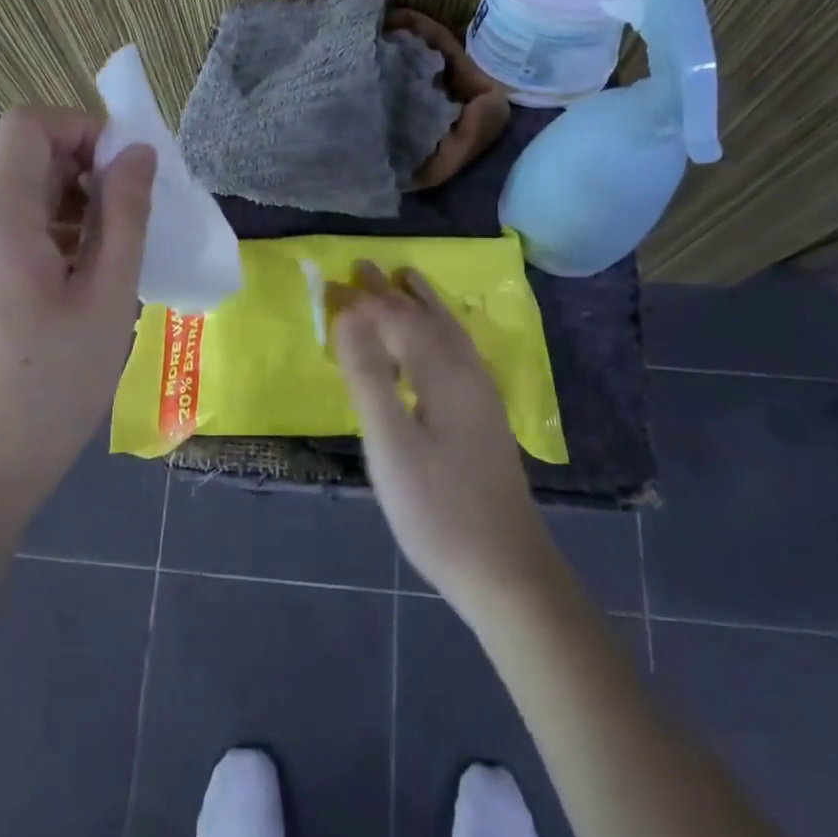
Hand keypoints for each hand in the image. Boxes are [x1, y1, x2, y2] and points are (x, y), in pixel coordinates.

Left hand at [0, 107, 155, 513]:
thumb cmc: (50, 388)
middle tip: (135, 220)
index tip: (127, 172)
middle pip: (25, 159)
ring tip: (117, 259)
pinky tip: (85, 284)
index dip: (82, 129)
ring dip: (76, 208)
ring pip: (22, 198)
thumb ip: (125, 216)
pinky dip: (55, 236)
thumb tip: (137, 153)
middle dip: (87, 172)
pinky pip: (12, 233)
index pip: (28, 125)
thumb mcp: (106, 298)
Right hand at [333, 263, 557, 610]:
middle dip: (394, 292)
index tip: (332, 281)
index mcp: (443, 374)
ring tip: (406, 281)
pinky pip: (457, 353)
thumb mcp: (391, 442)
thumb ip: (369, 375)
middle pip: (427, 318)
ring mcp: (481, 397)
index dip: (365, 300)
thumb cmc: (438, 507)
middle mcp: (467, 374)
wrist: (505, 569)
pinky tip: (438, 344)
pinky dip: (439, 332)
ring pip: (450, 333)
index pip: (398, 319)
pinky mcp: (484, 418)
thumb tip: (348, 314)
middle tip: (363, 267)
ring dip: (423, 305)